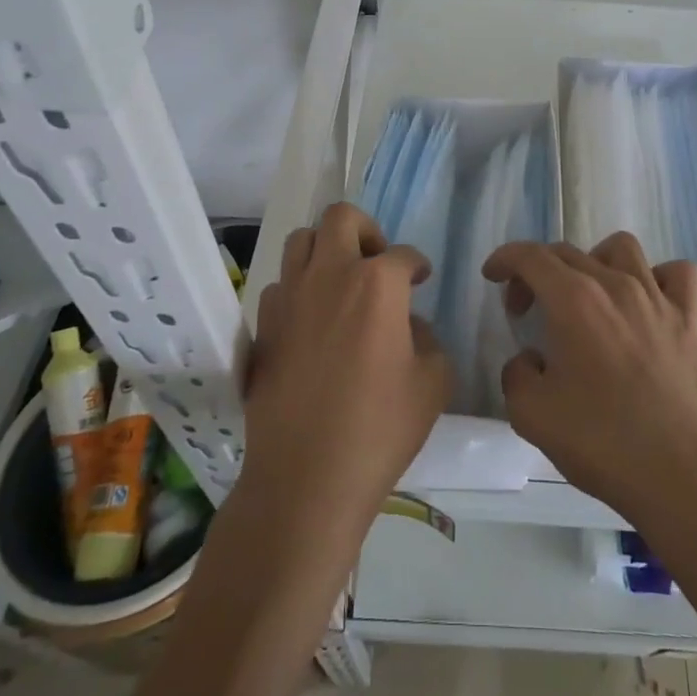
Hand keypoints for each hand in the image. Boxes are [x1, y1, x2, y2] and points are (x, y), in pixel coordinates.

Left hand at [243, 203, 449, 535]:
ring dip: (326, 251)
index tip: (420, 280)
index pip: (403, 254)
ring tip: (340, 284)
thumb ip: (429, 340)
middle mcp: (330, 275)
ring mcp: (290, 297)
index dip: (417, 265)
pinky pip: (281, 285)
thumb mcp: (432, 383)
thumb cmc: (380, 428)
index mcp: (377, 283)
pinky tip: (312, 321)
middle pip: (341, 218)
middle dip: (366, 230)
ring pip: (301, 241)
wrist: (306, 477)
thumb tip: (410, 325)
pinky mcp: (263, 325)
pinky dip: (299, 289)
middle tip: (377, 263)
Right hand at [484, 234, 696, 529]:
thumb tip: (530, 359)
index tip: (492, 276)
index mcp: (573, 301)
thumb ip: (516, 373)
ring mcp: (657, 298)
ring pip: (622, 248)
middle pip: (567, 252)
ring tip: (585, 294)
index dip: (504, 259)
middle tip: (526, 309)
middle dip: (535, 272)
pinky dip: (657, 277)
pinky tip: (645, 301)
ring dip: (593, 261)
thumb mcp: (531, 414)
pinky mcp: (688, 319)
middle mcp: (615, 285)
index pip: (530, 256)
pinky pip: (677, 273)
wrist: (678, 476)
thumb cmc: (601, 442)